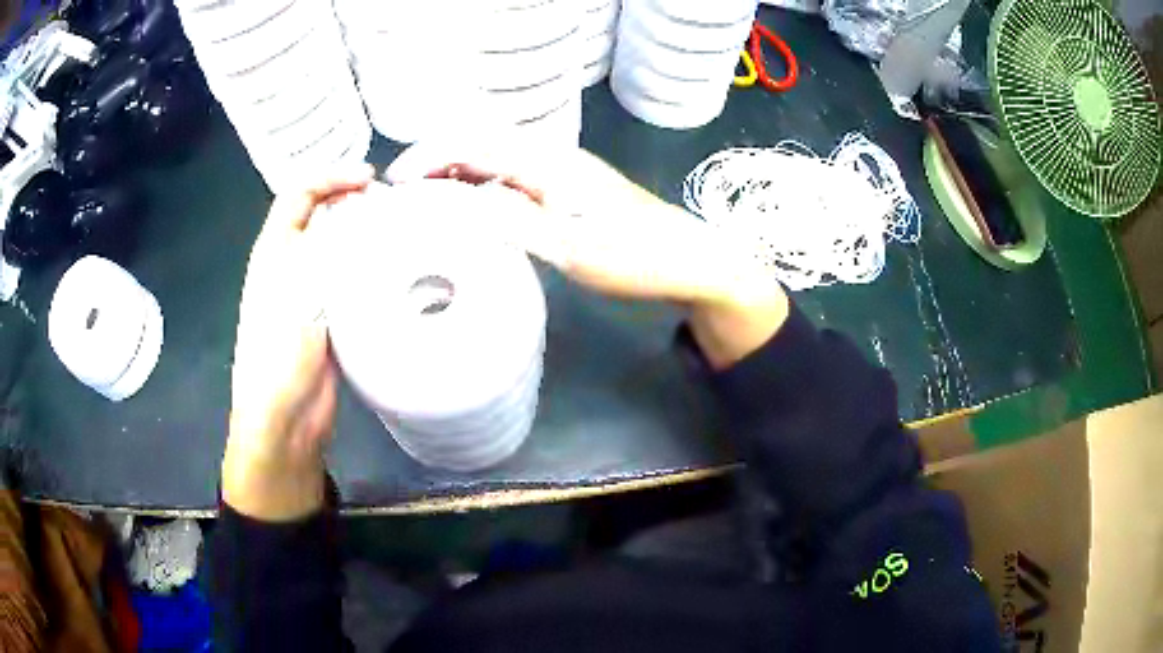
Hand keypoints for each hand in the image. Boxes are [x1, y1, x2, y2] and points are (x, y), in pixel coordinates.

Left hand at [223, 168, 372, 520]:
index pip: (299, 194)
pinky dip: (372, 271)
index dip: (331, 176)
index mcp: (274, 252)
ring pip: (339, 251)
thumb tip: (363, 217)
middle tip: (394, 205)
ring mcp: (310, 295)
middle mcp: (290, 267)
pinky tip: (399, 274)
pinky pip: (351, 283)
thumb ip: (327, 251)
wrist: (284, 421)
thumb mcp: (299, 292)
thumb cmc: (280, 353)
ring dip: (366, 236)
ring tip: (403, 233)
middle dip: (354, 203)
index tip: (369, 179)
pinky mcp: (329, 320)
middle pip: (321, 218)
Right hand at [386, 138, 788, 368]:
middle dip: (436, 157)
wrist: (688, 260)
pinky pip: (511, 174)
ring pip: (495, 157)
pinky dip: (479, 183)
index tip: (395, 182)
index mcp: (548, 164)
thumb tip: (453, 202)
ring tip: (423, 197)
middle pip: (481, 141)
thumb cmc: (635, 259)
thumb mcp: (571, 248)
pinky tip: (470, 205)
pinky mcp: (567, 187)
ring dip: (455, 169)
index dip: (429, 157)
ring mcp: (560, 171)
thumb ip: (512, 222)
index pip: (474, 145)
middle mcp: (551, 157)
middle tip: (403, 190)